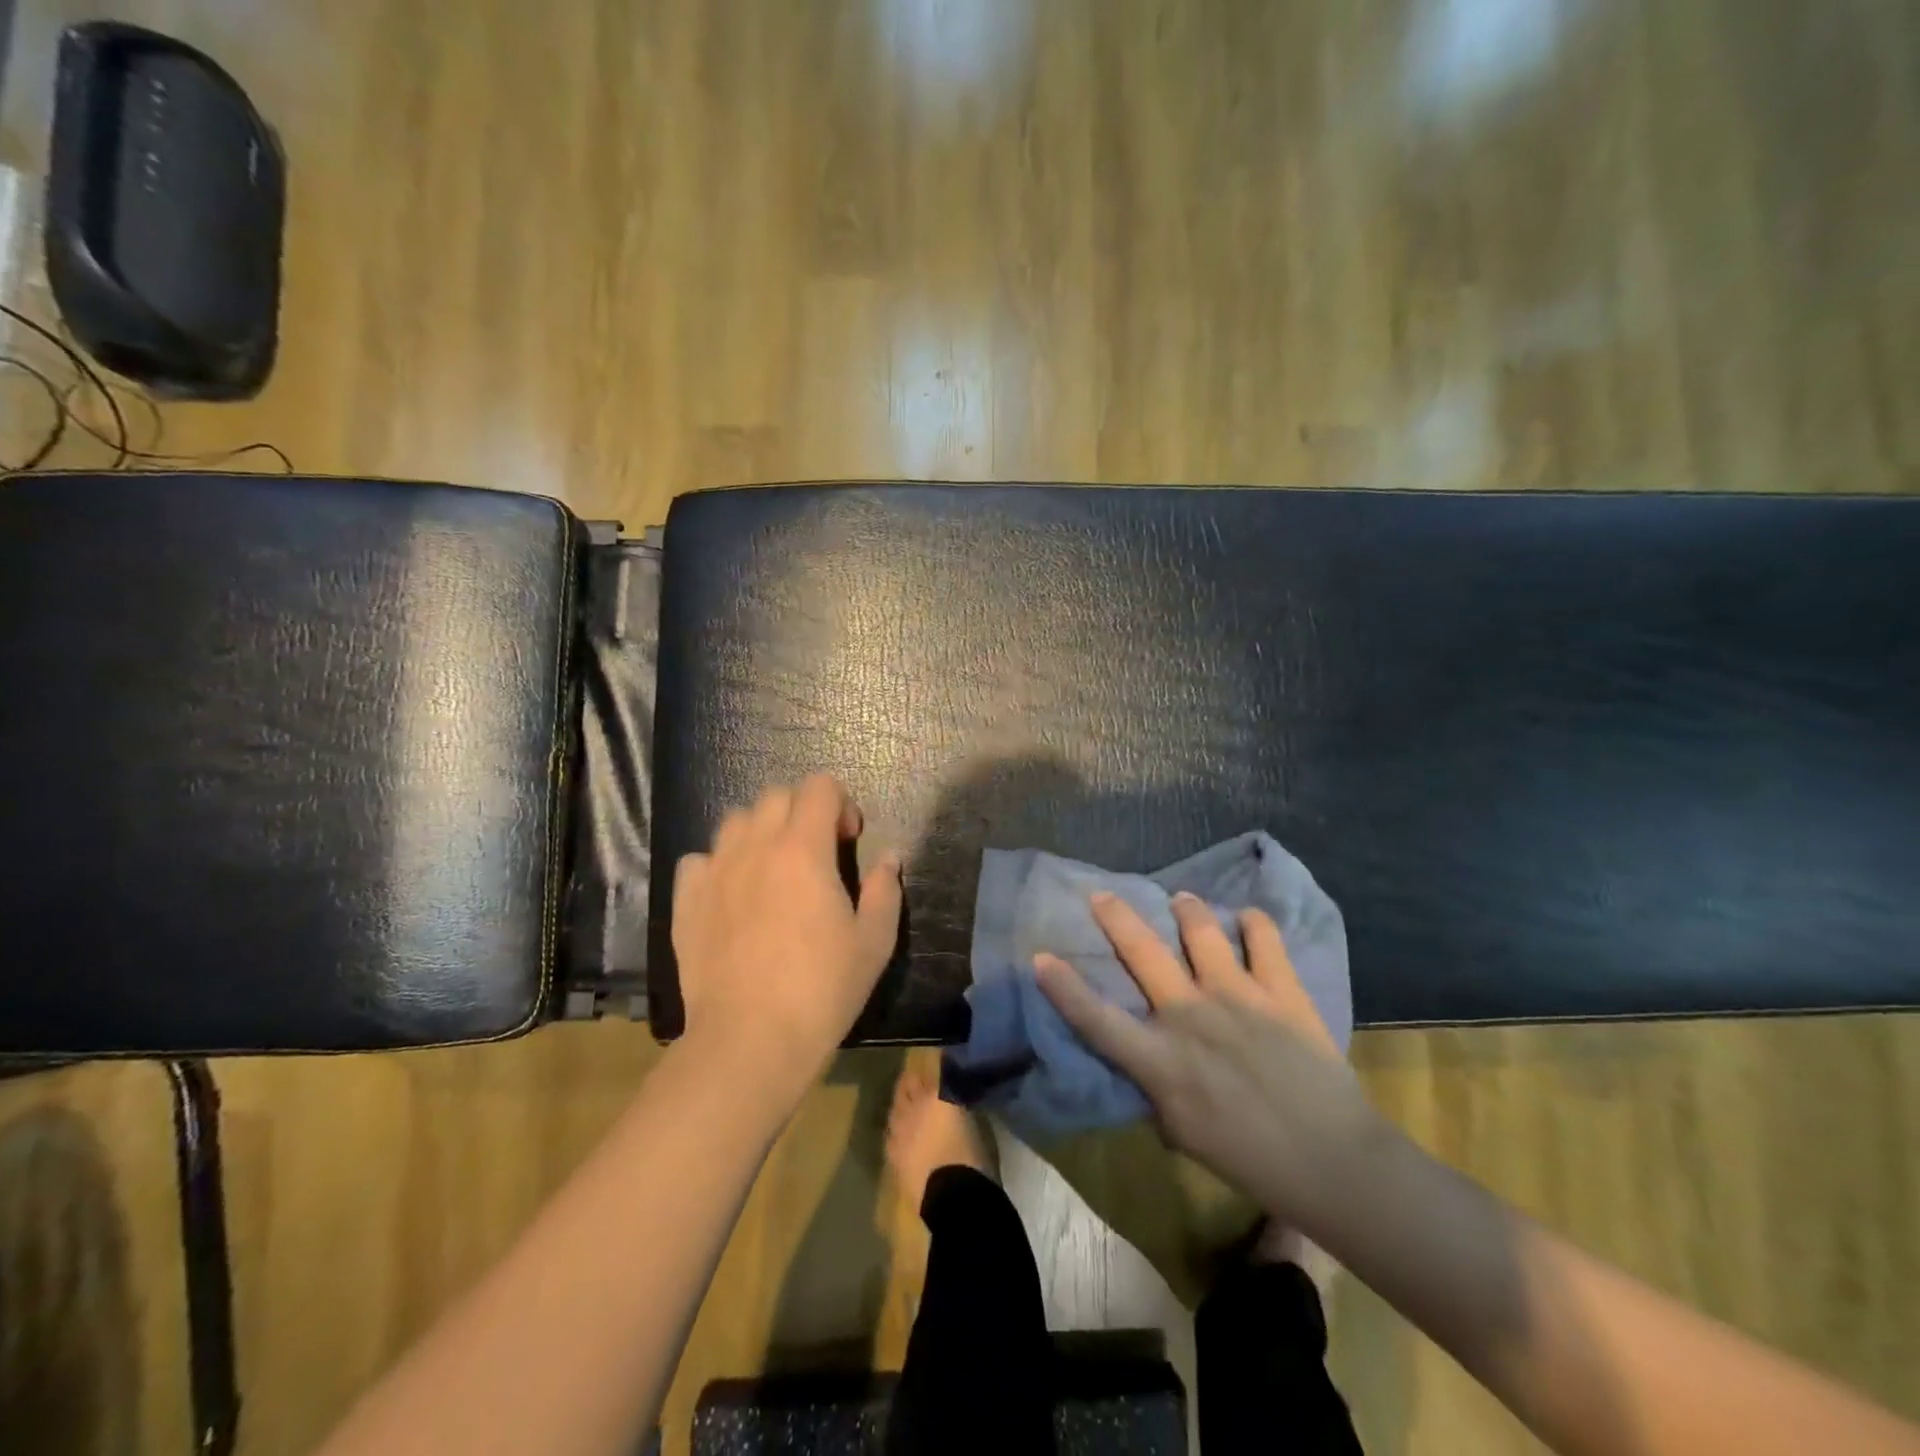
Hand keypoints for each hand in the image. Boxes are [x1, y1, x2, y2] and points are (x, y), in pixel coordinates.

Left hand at [671, 775, 902, 1108]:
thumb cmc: (822, 989)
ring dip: (761, 831)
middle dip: (802, 811)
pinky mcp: (687, 901)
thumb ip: (885, 890)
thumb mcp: (874, 942)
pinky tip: (732, 894)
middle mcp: (755, 847)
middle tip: (817, 853)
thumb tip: (889, 858)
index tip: (849, 840)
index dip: (841, 803)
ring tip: (773, 869)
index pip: (819, 787)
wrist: (750, 1041)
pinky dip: (719, 864)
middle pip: (776, 795)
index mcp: (803, 849)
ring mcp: (715, 872)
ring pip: (736, 821)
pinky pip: (700, 859)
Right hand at [1035, 892, 1382, 1234]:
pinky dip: (1254, 923)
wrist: (1333, 1162)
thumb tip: (1150, 1063)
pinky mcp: (1281, 991)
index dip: (1063, 986)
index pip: (1096, 1018)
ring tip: (1181, 899)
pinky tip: (1248, 919)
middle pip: (1142, 952)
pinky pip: (1264, 939)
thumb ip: (1157, 1089)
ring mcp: (1237, 996)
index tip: (1041, 956)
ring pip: (1201, 931)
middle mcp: (1190, 1016)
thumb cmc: (1250, 1159)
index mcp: (1160, 1060)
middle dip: (1116, 917)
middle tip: (1103, 895)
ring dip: (1186, 910)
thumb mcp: (1182, 1133)